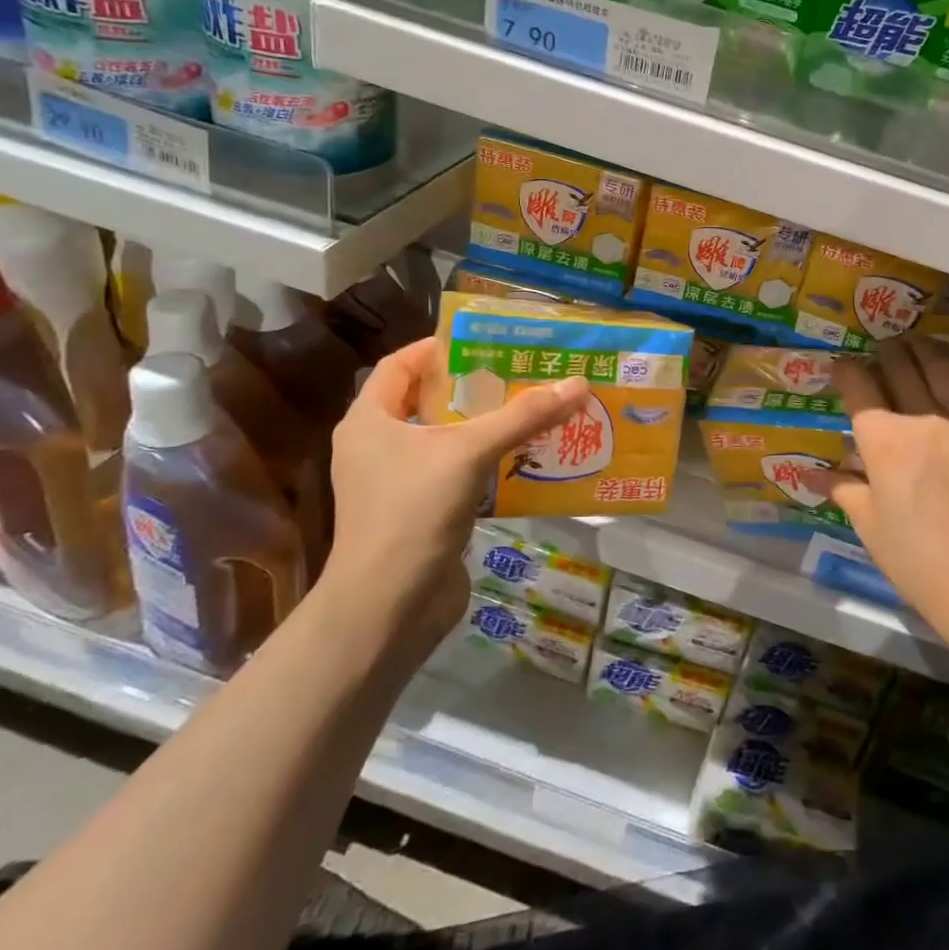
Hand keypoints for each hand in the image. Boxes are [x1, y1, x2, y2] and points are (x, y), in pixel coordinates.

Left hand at [322, 337, 588, 644]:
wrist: (388, 608)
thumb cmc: (413, 513)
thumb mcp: (470, 452)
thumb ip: (524, 416)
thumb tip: (578, 382)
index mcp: (369, 421)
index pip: (400, 365)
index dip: (439, 347)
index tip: (486, 341)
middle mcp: (377, 446)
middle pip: (427, 400)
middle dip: (474, 385)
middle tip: (521, 372)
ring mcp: (396, 483)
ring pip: (445, 439)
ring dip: (485, 425)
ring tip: (532, 409)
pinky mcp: (418, 513)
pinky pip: (455, 472)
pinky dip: (486, 461)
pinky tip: (524, 458)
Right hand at [824, 339, 948, 637]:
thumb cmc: (914, 558)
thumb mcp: (868, 523)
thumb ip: (842, 487)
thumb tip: (810, 475)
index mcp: (882, 439)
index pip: (857, 384)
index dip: (845, 370)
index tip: (842, 368)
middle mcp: (921, 417)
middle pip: (898, 364)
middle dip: (884, 352)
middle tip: (881, 353)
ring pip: (941, 365)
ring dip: (923, 350)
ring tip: (917, 347)